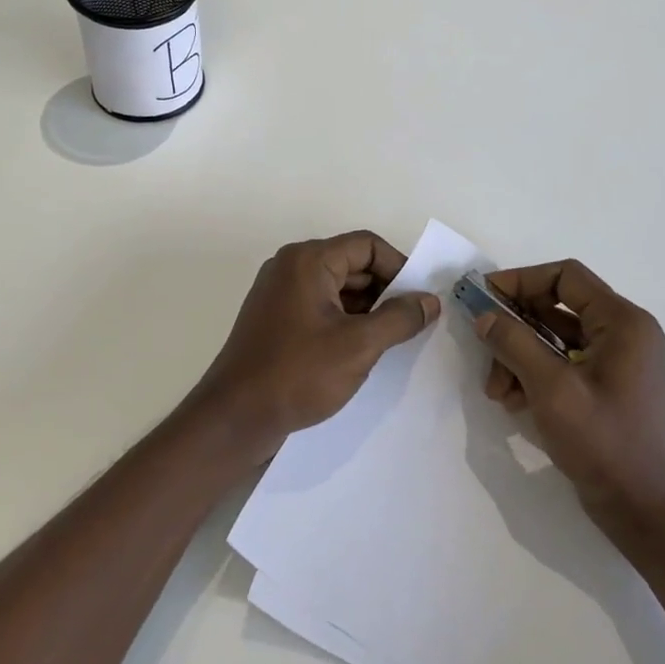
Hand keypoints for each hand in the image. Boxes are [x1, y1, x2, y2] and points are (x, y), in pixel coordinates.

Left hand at [188, 231, 439, 462]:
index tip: (420, 301)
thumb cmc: (298, 373)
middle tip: (411, 324)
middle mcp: (291, 267)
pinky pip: (320, 308)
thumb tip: (430, 300)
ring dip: (367, 310)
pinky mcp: (275, 320)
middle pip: (352, 264)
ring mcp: (279, 293)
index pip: (367, 245)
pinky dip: (345, 322)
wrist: (234, 418)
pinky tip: (360, 351)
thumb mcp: (359, 345)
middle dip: (385, 291)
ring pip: (337, 288)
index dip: (400, 268)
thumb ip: (400, 318)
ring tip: (390, 342)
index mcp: (308, 260)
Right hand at [474, 260, 664, 551]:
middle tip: (482, 344)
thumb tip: (483, 314)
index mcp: (623, 322)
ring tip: (496, 390)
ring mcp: (616, 361)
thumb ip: (514, 343)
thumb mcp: (552, 389)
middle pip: (556, 307)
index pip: (565, 277)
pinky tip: (512, 402)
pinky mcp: (605, 387)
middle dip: (515, 327)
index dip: (520, 280)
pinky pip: (562, 364)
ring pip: (553, 338)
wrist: (646, 514)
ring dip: (518, 356)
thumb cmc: (605, 445)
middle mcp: (623, 333)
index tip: (483, 296)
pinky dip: (533, 375)